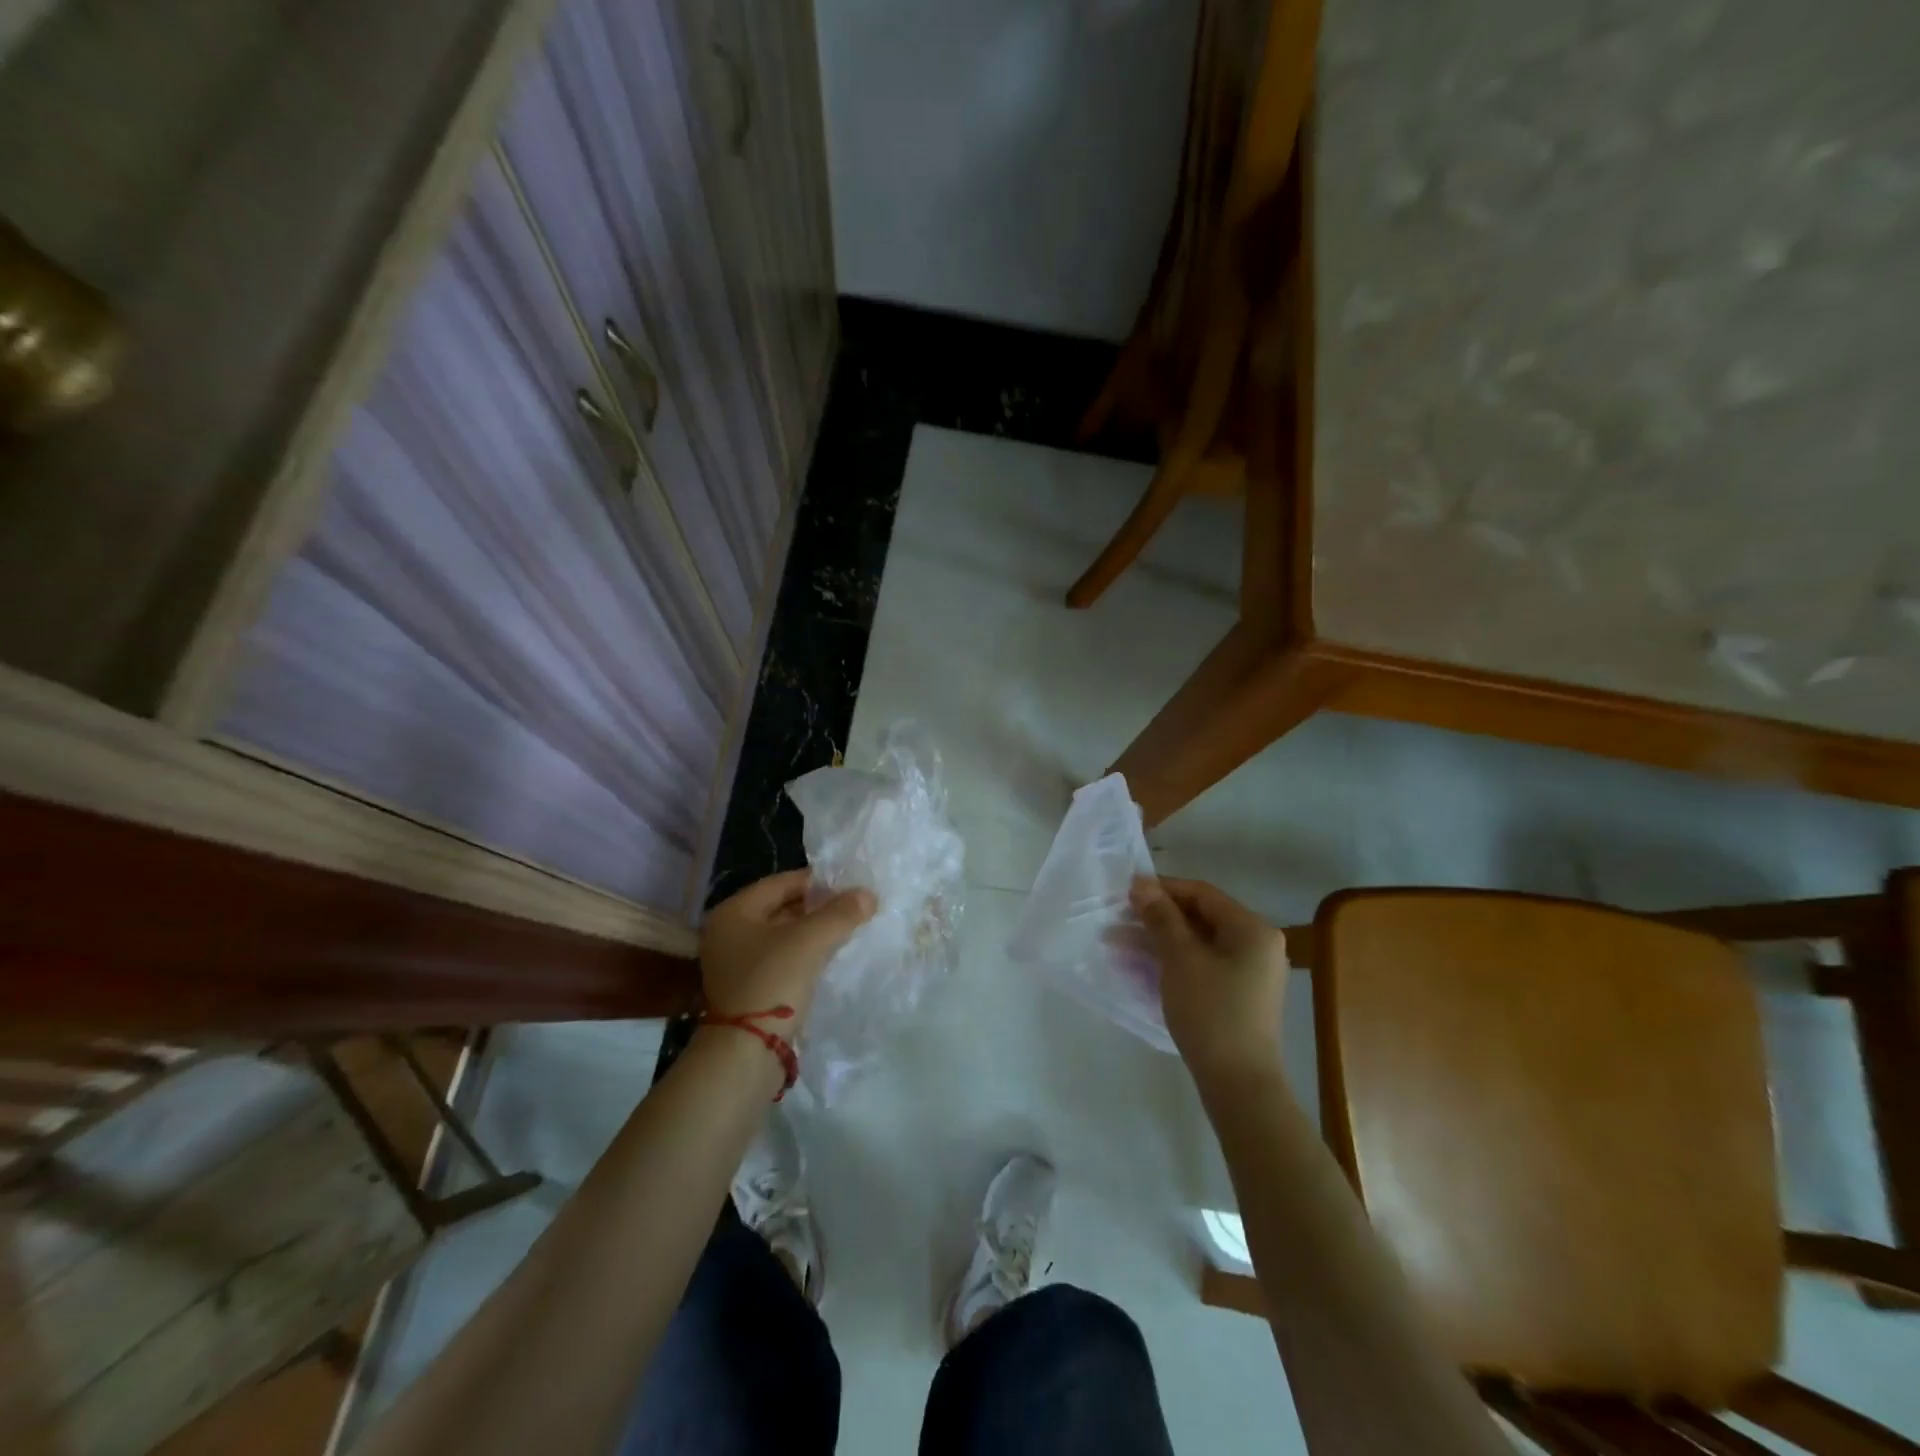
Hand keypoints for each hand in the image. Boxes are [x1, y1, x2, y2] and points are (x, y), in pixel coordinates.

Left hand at [699, 870, 875, 1027]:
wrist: (745, 1053)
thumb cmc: (772, 983)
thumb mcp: (810, 941)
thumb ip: (840, 913)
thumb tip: (867, 894)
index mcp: (733, 912)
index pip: (781, 882)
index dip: (817, 882)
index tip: (849, 885)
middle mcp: (727, 933)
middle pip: (781, 908)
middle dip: (817, 908)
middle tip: (852, 908)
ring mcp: (734, 963)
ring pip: (782, 936)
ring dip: (812, 933)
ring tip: (847, 931)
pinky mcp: (746, 989)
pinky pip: (780, 960)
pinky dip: (803, 955)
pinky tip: (828, 958)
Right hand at [1131, 876, 1287, 1082]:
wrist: (1239, 1084)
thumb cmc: (1211, 1011)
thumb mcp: (1180, 958)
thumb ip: (1161, 917)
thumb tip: (1141, 883)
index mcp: (1252, 929)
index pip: (1202, 894)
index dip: (1162, 889)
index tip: (1126, 892)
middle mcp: (1256, 945)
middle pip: (1199, 918)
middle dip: (1156, 918)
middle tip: (1117, 920)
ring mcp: (1249, 973)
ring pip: (1197, 943)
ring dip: (1158, 941)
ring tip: (1117, 944)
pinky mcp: (1237, 996)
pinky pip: (1202, 965)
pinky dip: (1172, 962)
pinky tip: (1139, 967)